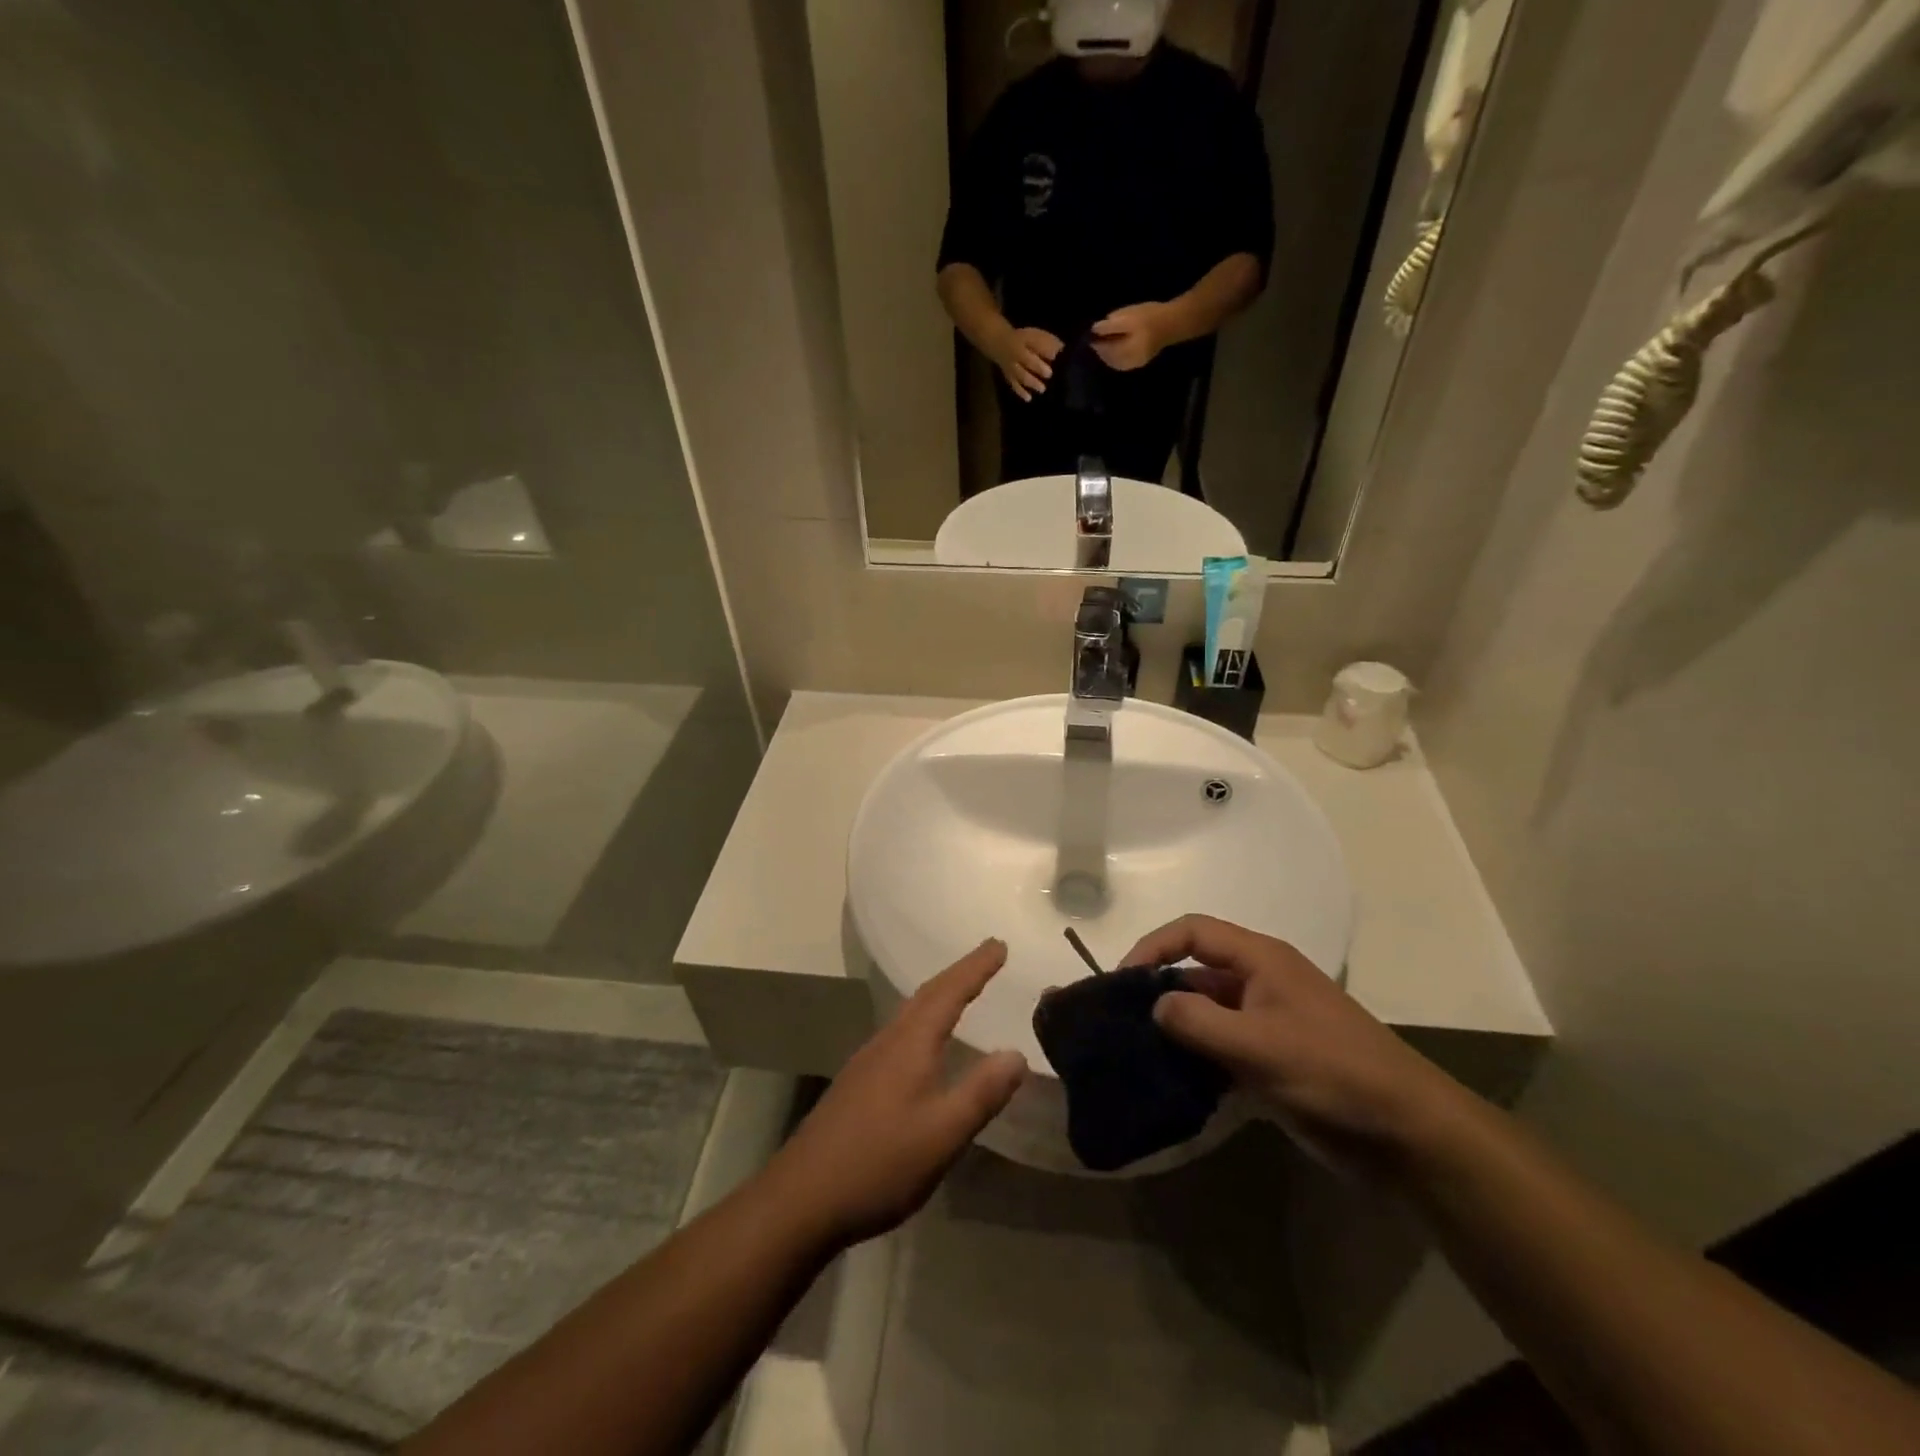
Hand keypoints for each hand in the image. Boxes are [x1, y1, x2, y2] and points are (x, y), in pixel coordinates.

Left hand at [764, 940, 1025, 1245]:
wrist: (801, 1198)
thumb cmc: (879, 1163)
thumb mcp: (942, 1134)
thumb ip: (981, 1093)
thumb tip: (1017, 1053)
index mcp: (910, 1044)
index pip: (949, 993)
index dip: (976, 967)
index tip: (999, 944)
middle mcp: (888, 1042)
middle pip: (927, 995)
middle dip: (959, 973)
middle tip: (987, 956)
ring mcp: (867, 1062)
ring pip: (909, 1014)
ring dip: (939, 995)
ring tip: (961, 991)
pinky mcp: (857, 1084)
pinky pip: (899, 1033)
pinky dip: (922, 1021)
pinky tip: (923, 1045)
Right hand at [987, 325, 1063, 400]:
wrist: (999, 344)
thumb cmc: (1023, 340)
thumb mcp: (1034, 335)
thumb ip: (1047, 341)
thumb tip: (1062, 350)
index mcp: (1024, 341)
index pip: (1034, 344)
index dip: (1044, 350)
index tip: (1055, 356)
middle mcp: (1016, 354)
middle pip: (1027, 360)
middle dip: (1038, 368)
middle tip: (1049, 374)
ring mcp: (1011, 367)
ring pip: (1021, 375)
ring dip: (1031, 382)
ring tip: (1042, 389)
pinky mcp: (1009, 377)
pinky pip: (1014, 385)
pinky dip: (1021, 392)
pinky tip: (1029, 398)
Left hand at [1091, 303, 1171, 371]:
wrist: (1174, 322)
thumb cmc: (1149, 317)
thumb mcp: (1128, 318)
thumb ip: (1110, 326)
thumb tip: (1093, 330)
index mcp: (1124, 353)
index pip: (1104, 351)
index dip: (1095, 343)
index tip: (1089, 335)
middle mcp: (1128, 363)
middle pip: (1108, 359)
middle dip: (1101, 350)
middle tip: (1095, 338)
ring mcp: (1135, 364)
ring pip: (1115, 362)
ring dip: (1107, 354)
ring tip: (1103, 341)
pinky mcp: (1140, 360)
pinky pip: (1122, 361)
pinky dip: (1116, 355)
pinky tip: (1115, 346)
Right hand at [1125, 916, 1455, 1168]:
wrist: (1408, 1134)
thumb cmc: (1332, 1073)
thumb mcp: (1258, 1045)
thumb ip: (1197, 1021)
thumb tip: (1155, 1007)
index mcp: (1261, 960)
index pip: (1193, 932)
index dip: (1153, 947)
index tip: (1121, 981)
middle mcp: (1261, 982)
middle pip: (1197, 970)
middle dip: (1159, 991)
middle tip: (1122, 1022)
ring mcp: (1269, 1021)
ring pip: (1208, 1011)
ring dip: (1177, 1028)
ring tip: (1140, 1053)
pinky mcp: (1274, 1059)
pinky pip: (1223, 1046)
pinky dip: (1198, 1057)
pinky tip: (1176, 1081)